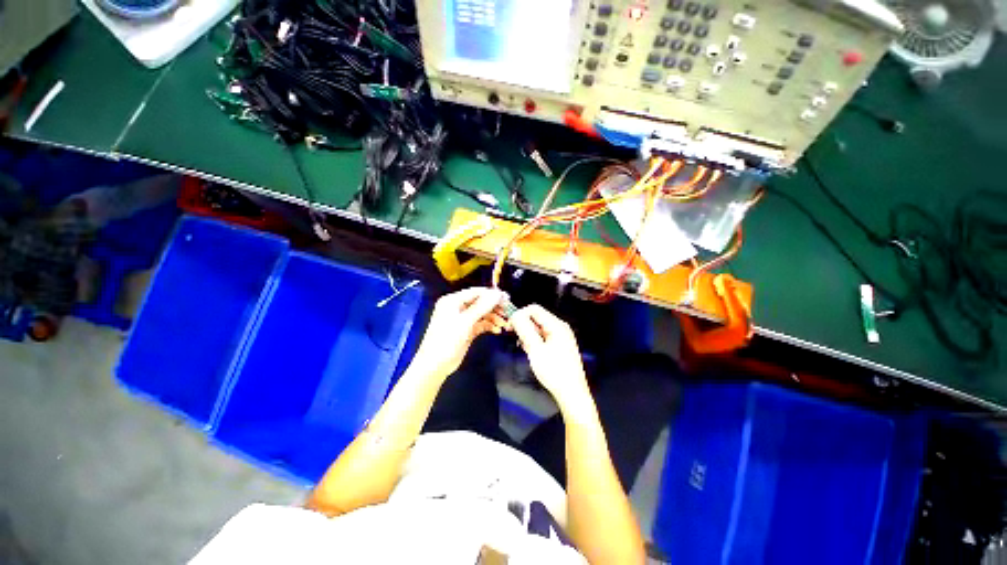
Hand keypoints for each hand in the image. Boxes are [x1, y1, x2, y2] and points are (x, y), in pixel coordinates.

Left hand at [410, 287, 508, 380]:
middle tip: (508, 311)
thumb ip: (482, 306)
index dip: (492, 294)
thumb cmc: (447, 340)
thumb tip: (497, 294)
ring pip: (482, 314)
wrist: (435, 365)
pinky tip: (497, 330)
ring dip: (494, 318)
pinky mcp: (467, 330)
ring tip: (505, 324)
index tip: (507, 298)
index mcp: (453, 301)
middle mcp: (458, 307)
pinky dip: (489, 326)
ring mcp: (462, 319)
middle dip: (494, 307)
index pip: (476, 292)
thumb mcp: (465, 322)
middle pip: (480, 303)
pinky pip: (481, 324)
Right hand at [510, 305, 592, 413]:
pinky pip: (543, 336)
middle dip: (524, 326)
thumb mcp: (536, 350)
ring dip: (528, 335)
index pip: (534, 309)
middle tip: (517, 340)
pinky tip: (532, 352)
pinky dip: (535, 341)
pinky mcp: (560, 345)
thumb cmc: (554, 371)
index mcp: (556, 325)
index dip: (520, 315)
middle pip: (536, 317)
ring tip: (526, 349)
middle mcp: (560, 327)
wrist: (572, 394)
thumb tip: (514, 315)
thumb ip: (525, 330)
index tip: (510, 328)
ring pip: (538, 327)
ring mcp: (561, 336)